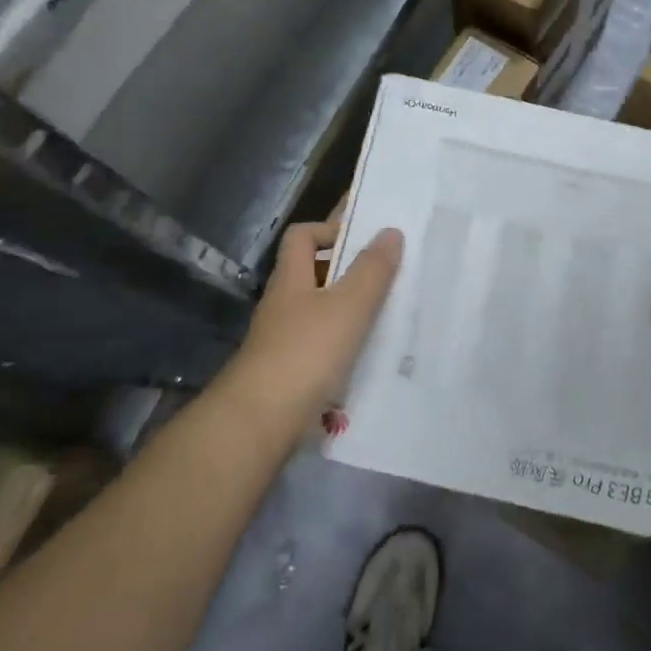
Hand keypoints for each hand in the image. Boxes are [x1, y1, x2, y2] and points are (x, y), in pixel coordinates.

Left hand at [216, 219, 404, 449]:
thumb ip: (372, 269)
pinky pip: (322, 345)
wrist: (261, 422)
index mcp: (291, 278)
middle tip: (387, 272)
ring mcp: (283, 340)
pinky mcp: (290, 373)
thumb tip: (390, 231)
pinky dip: (345, 343)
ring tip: (389, 312)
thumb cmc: (306, 352)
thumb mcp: (348, 305)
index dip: (329, 228)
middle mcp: (283, 304)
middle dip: (347, 270)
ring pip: (320, 311)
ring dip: (349, 309)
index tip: (363, 238)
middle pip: (312, 273)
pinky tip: (370, 354)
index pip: (301, 235)